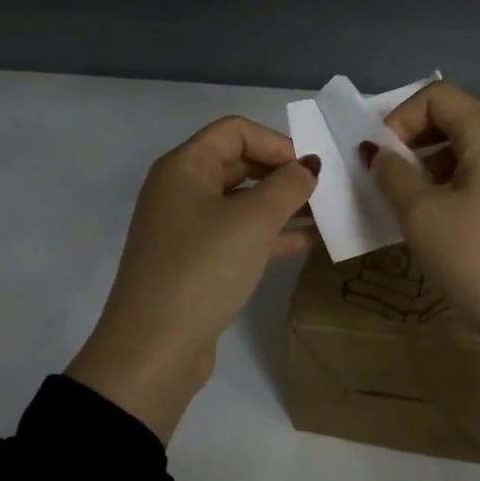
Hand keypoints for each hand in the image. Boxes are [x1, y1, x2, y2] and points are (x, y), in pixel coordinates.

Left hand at [68, 117, 319, 441]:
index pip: (235, 131)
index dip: (277, 143)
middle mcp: (180, 190)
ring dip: (281, 206)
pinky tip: (307, 243)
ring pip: (241, 203)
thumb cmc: (203, 269)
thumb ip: (287, 187)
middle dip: (281, 174)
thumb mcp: (252, 222)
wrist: (153, 349)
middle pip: (238, 164)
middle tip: (325, 192)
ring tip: (326, 216)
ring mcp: (186, 229)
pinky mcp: (195, 263)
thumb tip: (307, 168)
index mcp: (184, 167)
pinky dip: (269, 235)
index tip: (311, 170)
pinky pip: (237, 236)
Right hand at [369, 82, 479, 377]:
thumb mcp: (422, 216)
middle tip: (389, 185)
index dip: (400, 117)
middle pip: (455, 122)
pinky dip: (454, 194)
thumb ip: (393, 175)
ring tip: (411, 214)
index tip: (382, 160)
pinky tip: (443, 234)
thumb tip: (380, 153)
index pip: (438, 95)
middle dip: (413, 144)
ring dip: (431, 172)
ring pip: (468, 156)